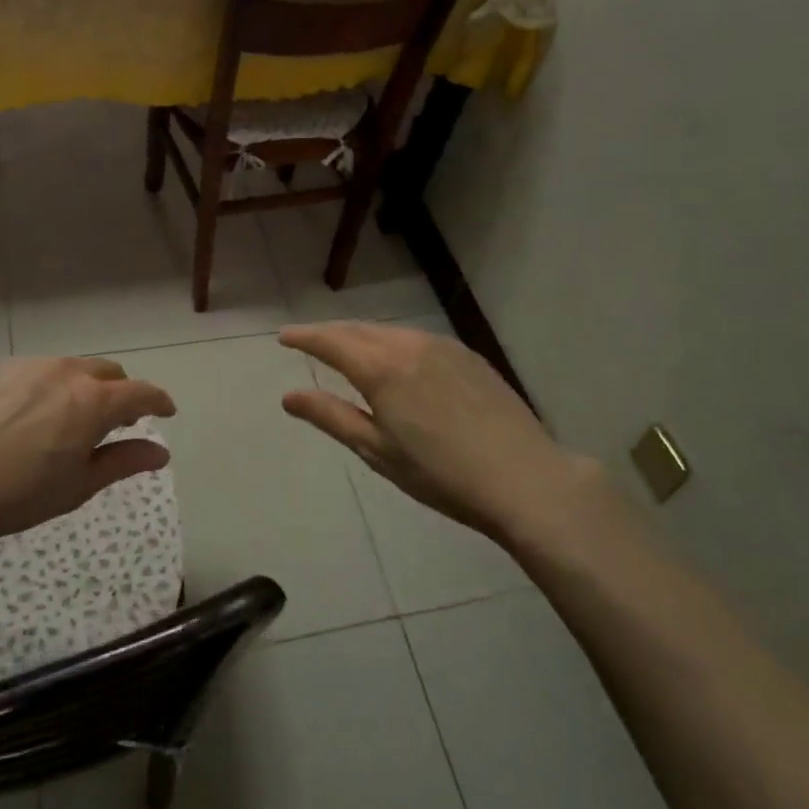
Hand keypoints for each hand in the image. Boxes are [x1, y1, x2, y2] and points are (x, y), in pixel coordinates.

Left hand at [0, 357, 175, 553]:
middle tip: (120, 423)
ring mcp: (30, 367)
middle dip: (122, 393)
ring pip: (74, 368)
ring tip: (76, 419)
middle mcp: (66, 372)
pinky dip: (55, 386)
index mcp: (93, 400)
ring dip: (87, 387)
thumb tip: (161, 452)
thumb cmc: (16, 493)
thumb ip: (123, 462)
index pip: (141, 392)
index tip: (167, 411)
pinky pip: (42, 371)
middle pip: (109, 373)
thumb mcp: (78, 485)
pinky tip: (36, 415)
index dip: (159, 401)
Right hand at [279, 322, 612, 547]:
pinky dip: (393, 343)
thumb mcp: (377, 451)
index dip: (304, 337)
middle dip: (329, 333)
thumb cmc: (441, 474)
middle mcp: (410, 345)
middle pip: (359, 330)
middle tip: (308, 341)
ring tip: (347, 349)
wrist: (524, 478)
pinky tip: (395, 360)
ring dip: (361, 336)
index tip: (283, 335)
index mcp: (382, 369)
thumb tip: (289, 396)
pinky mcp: (468, 356)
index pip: (331, 341)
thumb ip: (331, 416)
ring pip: (389, 332)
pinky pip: (416, 339)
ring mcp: (443, 346)